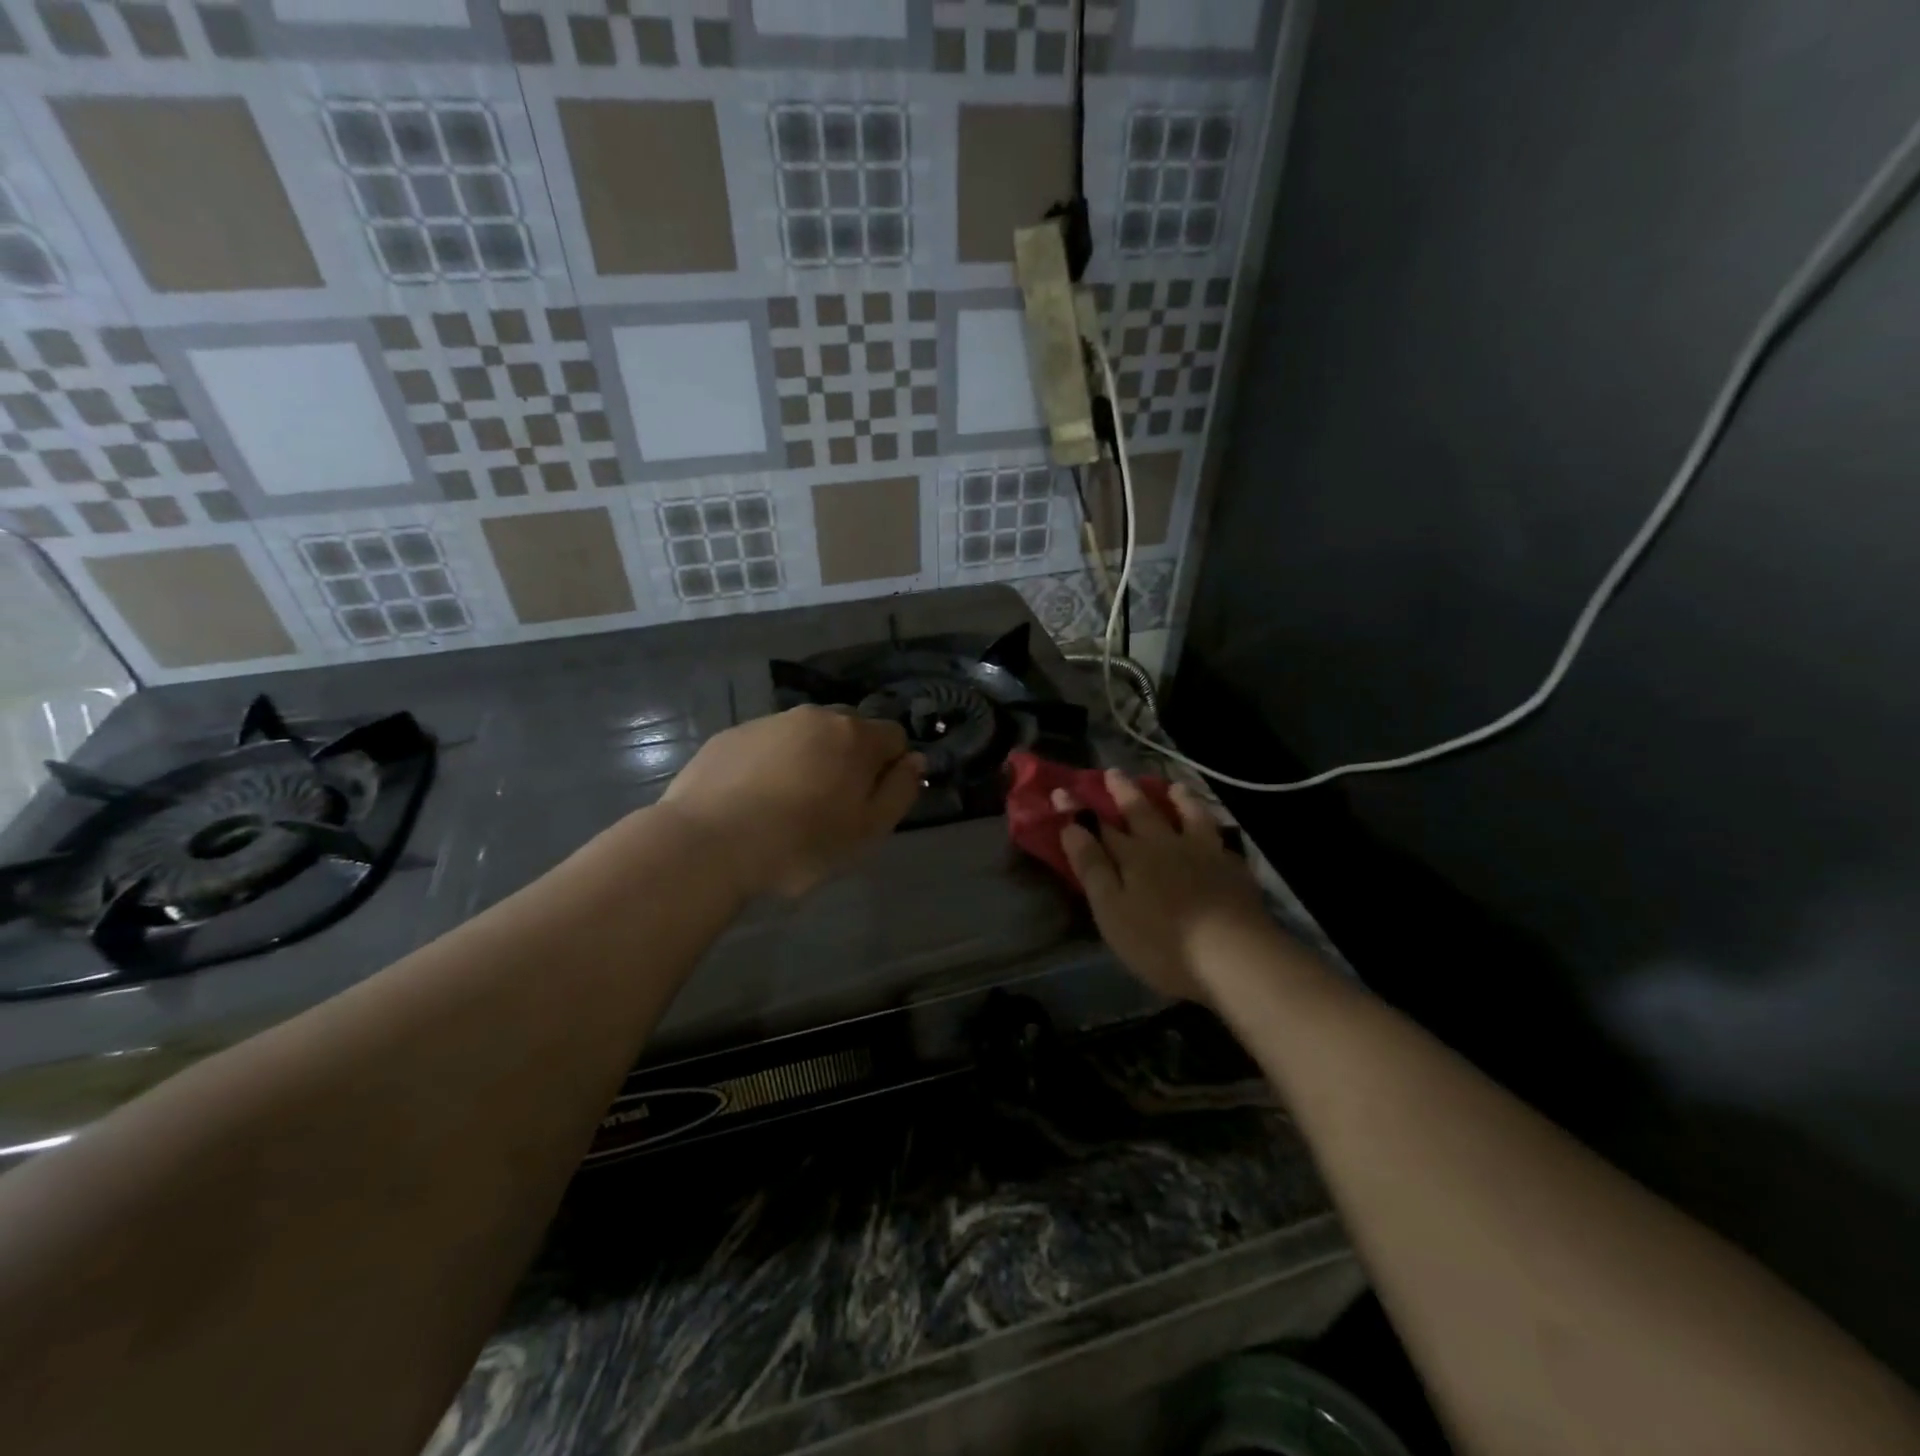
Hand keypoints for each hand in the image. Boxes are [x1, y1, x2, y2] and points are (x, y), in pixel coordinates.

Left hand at [660, 706, 924, 898]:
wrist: (708, 843)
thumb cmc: (799, 844)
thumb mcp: (867, 830)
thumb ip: (900, 791)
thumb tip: (915, 760)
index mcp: (855, 736)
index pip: (894, 736)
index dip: (891, 768)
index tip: (872, 802)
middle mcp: (815, 717)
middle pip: (849, 731)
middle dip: (850, 759)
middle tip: (832, 806)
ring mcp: (769, 722)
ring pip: (806, 736)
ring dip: (809, 760)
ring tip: (788, 806)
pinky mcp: (731, 736)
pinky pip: (767, 746)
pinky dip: (770, 765)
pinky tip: (753, 802)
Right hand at [1057, 769, 1275, 1002]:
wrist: (1235, 956)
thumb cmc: (1162, 941)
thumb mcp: (1112, 910)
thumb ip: (1092, 867)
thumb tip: (1070, 827)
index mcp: (1133, 856)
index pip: (1100, 826)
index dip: (1080, 810)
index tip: (1062, 791)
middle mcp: (1167, 845)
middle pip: (1143, 812)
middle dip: (1124, 792)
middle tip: (1114, 772)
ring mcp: (1205, 854)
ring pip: (1189, 816)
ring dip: (1178, 800)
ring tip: (1174, 787)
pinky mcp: (1234, 871)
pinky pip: (1219, 839)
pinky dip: (1212, 829)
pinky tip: (1215, 833)